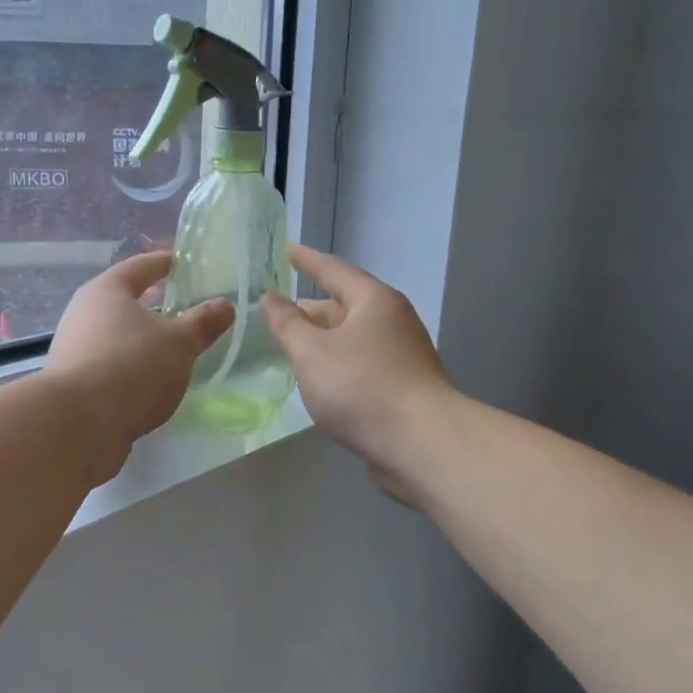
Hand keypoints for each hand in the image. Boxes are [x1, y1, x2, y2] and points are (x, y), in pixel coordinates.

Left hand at [45, 252, 233, 468]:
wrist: (78, 424)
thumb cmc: (132, 366)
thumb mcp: (179, 343)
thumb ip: (202, 323)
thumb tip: (225, 305)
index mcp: (107, 291)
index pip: (139, 267)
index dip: (162, 264)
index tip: (179, 262)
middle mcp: (83, 313)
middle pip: (121, 301)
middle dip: (150, 304)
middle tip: (180, 307)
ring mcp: (73, 349)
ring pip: (114, 335)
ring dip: (139, 340)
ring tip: (169, 349)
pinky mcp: (72, 384)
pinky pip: (108, 365)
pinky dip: (129, 367)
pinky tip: (147, 382)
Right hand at [262, 244, 453, 494]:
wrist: (421, 443)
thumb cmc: (361, 386)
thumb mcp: (311, 352)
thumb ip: (287, 324)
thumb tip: (271, 298)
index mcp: (373, 301)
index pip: (333, 270)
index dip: (306, 260)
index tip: (286, 249)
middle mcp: (392, 321)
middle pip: (344, 305)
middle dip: (311, 309)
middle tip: (278, 311)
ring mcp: (402, 355)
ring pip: (352, 338)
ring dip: (322, 340)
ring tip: (291, 347)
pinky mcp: (403, 386)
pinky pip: (361, 364)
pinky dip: (336, 364)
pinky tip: (319, 380)